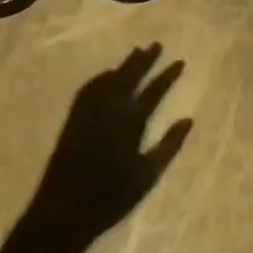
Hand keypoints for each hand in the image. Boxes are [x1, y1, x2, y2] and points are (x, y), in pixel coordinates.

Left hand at [25, 45, 191, 243]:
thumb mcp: (147, 176)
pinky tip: (108, 74)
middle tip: (157, 45)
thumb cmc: (111, 196)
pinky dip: (103, 76)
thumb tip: (188, 120)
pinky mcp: (75, 115)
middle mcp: (110, 107)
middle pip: (130, 75)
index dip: (168, 75)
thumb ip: (169, 146)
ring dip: (126, 64)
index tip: (180, 61)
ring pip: (111, 77)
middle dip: (145, 59)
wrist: (65, 208)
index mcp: (131, 121)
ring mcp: (90, 109)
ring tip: (138, 51)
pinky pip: (92, 86)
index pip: (154, 91)